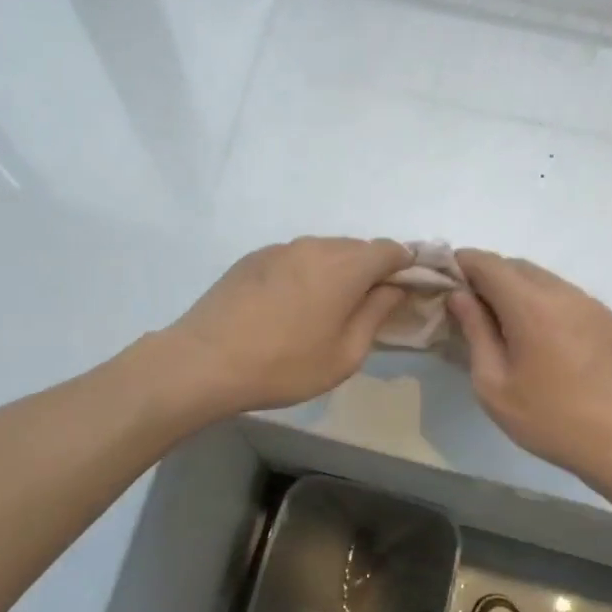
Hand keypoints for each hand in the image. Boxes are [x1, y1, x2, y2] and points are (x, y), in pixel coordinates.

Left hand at [162, 237, 411, 415]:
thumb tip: (393, 289)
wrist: (204, 362)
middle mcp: (315, 246)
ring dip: (337, 271)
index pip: (391, 250)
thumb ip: (376, 314)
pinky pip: (295, 258)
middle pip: (357, 248)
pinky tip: (291, 306)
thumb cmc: (284, 365)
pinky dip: (306, 273)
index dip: (406, 266)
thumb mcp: (344, 354)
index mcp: (345, 266)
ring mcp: (280, 248)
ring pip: (324, 251)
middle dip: (371, 270)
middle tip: (368, 306)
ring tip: (327, 309)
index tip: (407, 290)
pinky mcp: (253, 258)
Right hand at [447, 250, 611, 491]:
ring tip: (501, 323)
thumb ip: (475, 332)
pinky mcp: (607, 320)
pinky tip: (537, 336)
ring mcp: (590, 304)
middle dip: (487, 276)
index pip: (488, 263)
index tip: (443, 279)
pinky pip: (565, 296)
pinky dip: (541, 302)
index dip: (462, 263)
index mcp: (531, 306)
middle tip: (467, 306)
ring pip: (543, 279)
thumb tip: (460, 297)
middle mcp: (563, 293)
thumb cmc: (550, 419)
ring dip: (515, 288)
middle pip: (516, 266)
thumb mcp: (494, 385)